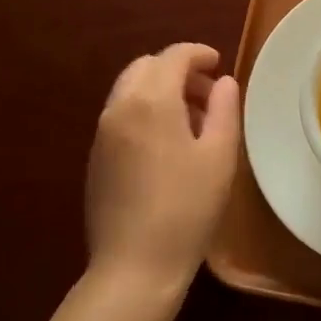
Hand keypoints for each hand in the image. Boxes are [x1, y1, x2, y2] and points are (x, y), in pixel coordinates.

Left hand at [85, 42, 241, 296]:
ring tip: (190, 120)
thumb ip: (224, 108)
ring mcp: (102, 133)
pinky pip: (120, 114)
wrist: (134, 267)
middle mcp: (119, 107)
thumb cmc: (187, 207)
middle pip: (146, 66)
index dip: (199, 53)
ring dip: (159, 89)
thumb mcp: (220, 155)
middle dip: (177, 70)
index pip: (173, 56)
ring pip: (130, 89)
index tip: (219, 65)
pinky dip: (143, 110)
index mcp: (151, 100)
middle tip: (206, 94)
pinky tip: (165, 144)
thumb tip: (223, 82)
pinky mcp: (95, 157)